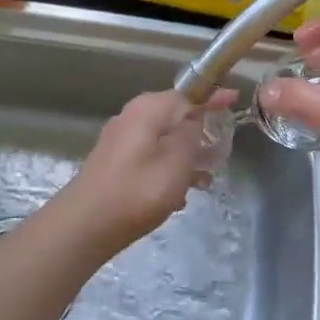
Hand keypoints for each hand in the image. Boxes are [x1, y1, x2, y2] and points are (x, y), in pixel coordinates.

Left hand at [53, 89, 232, 256]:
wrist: (85, 225)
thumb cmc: (138, 190)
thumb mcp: (177, 161)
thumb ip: (191, 134)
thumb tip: (195, 119)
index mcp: (149, 109)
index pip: (189, 94)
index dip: (213, 97)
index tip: (234, 99)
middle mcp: (132, 117)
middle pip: (175, 116)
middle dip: (201, 131)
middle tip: (222, 150)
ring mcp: (121, 140)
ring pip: (164, 139)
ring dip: (187, 155)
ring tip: (206, 178)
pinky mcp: (115, 162)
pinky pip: (151, 156)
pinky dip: (168, 168)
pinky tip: (180, 194)